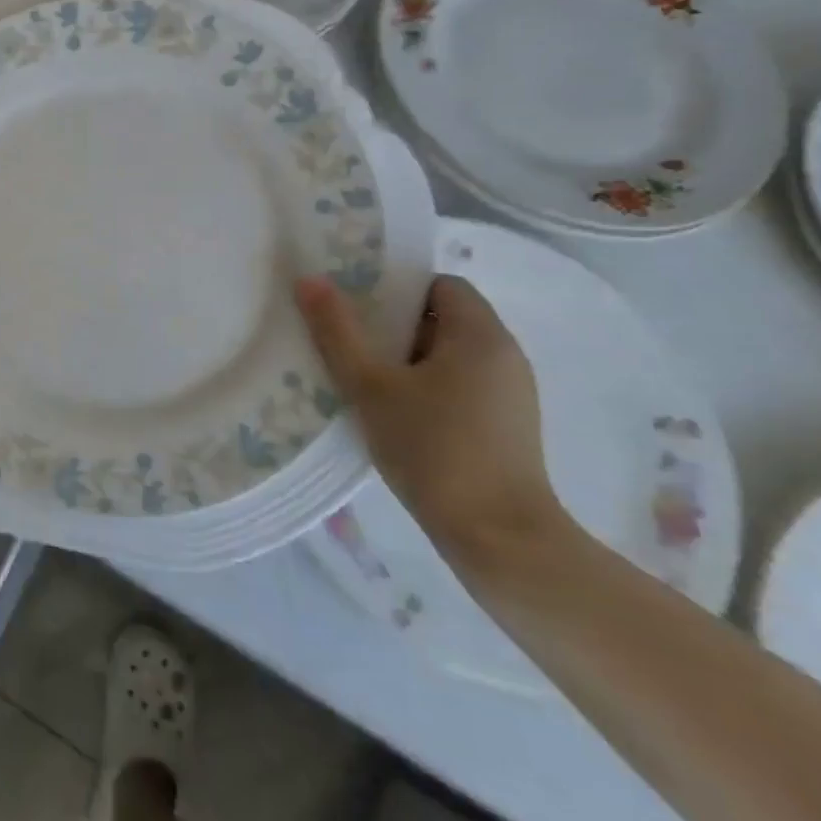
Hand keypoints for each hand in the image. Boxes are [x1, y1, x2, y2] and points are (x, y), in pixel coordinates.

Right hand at [295, 274, 561, 563]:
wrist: (500, 540)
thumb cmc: (434, 449)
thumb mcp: (371, 386)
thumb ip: (338, 332)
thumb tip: (309, 281)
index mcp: (480, 335)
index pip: (441, 284)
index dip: (398, 287)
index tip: (358, 305)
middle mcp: (505, 355)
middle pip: (444, 318)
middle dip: (394, 324)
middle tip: (348, 339)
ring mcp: (511, 394)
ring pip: (450, 355)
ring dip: (408, 359)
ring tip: (364, 378)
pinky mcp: (507, 427)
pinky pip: (461, 385)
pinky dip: (427, 387)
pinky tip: (394, 413)